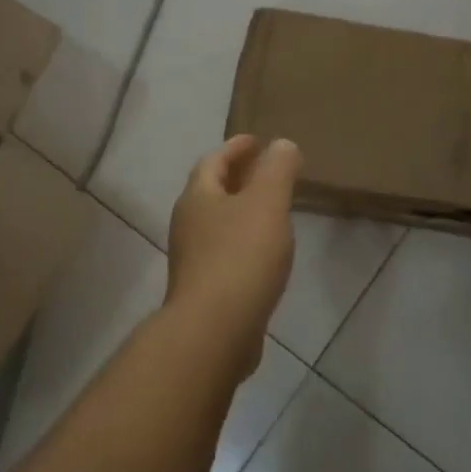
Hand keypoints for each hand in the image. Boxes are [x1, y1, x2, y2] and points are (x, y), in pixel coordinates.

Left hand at [165, 135, 301, 369]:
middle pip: (211, 191)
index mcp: (198, 197)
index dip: (235, 148)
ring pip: (217, 224)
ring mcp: (193, 260)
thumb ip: (277, 170)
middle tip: (266, 171)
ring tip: (270, 210)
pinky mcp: (204, 290)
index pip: (213, 161)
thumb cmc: (240, 257)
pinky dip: (244, 242)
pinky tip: (266, 253)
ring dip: (240, 211)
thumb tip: (282, 144)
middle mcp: (187, 224)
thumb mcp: (267, 203)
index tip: (257, 141)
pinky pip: (225, 253)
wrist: (215, 330)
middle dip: (237, 178)